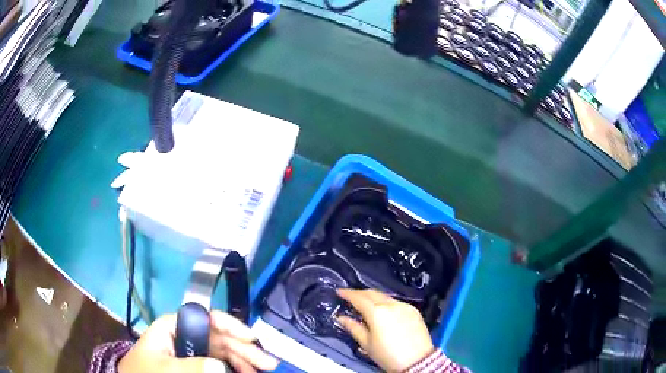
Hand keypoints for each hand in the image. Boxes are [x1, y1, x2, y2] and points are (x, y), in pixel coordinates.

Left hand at [118, 311, 278, 372]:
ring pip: (222, 351)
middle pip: (218, 336)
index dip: (228, 324)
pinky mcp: (194, 364)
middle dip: (243, 348)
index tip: (250, 338)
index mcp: (172, 327)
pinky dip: (234, 367)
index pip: (203, 317)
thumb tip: (221, 365)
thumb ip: (191, 366)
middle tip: (268, 363)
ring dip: (242, 360)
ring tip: (260, 372)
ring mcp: (191, 351)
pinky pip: (218, 362)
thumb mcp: (165, 370)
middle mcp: (184, 335)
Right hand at [336, 289, 433, 371]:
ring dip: (373, 297)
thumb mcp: (367, 344)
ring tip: (365, 303)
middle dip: (360, 293)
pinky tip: (383, 311)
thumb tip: (341, 318)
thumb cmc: (388, 355)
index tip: (339, 291)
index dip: (348, 294)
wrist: (417, 361)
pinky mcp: (414, 310)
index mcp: (377, 312)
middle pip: (372, 293)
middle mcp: (391, 304)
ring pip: (385, 296)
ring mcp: (404, 306)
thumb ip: (353, 328)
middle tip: (350, 296)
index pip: (359, 298)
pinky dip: (386, 303)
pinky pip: (396, 302)